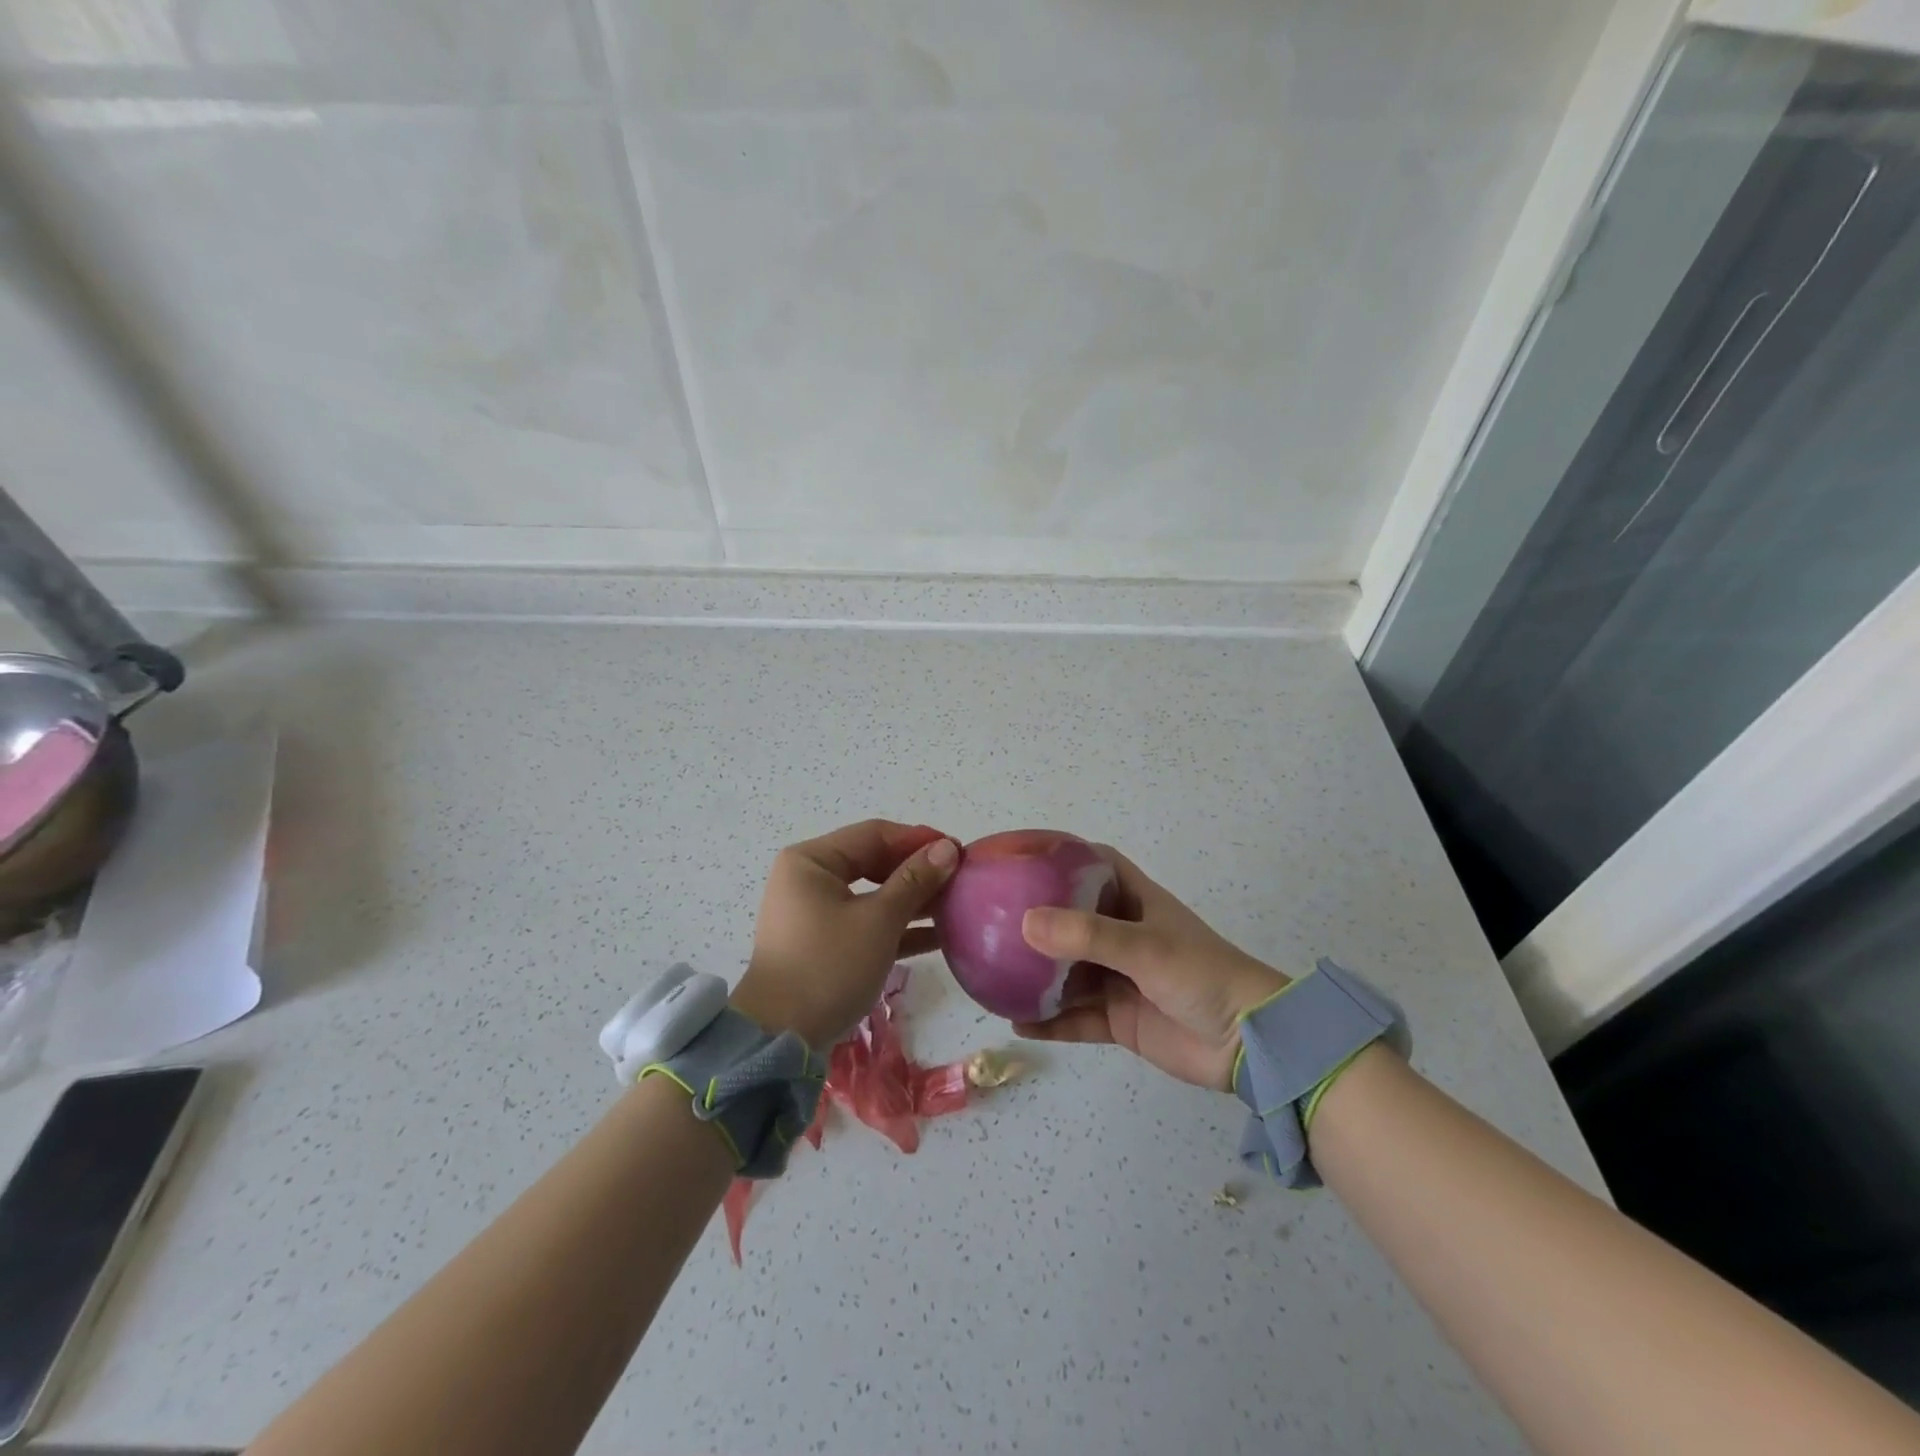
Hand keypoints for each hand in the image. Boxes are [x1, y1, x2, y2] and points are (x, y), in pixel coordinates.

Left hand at [731, 819, 958, 1047]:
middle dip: (918, 871)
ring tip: (956, 905)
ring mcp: (814, 912)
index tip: (959, 850)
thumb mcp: (878, 920)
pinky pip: (866, 922)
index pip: (874, 834)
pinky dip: (897, 926)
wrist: (781, 1037)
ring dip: (913, 900)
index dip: (919, 840)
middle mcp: (809, 879)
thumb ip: (915, 881)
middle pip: (873, 862)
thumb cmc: (829, 965)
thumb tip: (948, 848)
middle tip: (960, 878)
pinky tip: (938, 936)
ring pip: (873, 894)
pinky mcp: (823, 943)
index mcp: (812, 860)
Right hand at [1015, 848, 1287, 1090]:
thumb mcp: (1145, 947)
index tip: (1021, 854)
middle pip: (1071, 919)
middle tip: (991, 917)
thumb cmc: (1201, 975)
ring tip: (992, 970)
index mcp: (1135, 902)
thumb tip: (1024, 922)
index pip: (1095, 865)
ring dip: (1036, 974)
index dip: (1062, 855)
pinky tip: (1017, 1022)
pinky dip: (1049, 1021)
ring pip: (1067, 972)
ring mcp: (1119, 979)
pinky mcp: (1119, 1019)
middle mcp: (1122, 936)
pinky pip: (1075, 1018)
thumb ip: (1087, 935)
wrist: (1248, 1045)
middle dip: (1036, 918)